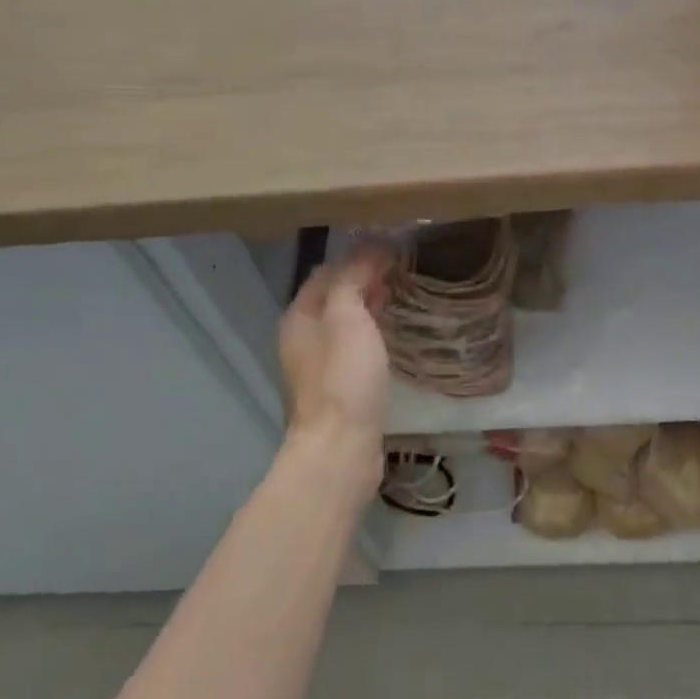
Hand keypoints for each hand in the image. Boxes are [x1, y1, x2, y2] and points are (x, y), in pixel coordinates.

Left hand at [278, 248, 394, 488]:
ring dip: (368, 306)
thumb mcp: (347, 317)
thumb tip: (368, 250)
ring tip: (400, 295)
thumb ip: (353, 279)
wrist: (341, 449)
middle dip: (363, 279)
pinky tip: (392, 335)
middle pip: (333, 297)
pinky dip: (371, 333)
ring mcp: (319, 366)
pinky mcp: (338, 388)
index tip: (392, 249)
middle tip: (400, 269)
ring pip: (344, 323)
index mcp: (299, 317)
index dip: (356, 257)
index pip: (326, 272)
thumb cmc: (344, 378)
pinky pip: (354, 347)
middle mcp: (303, 338)